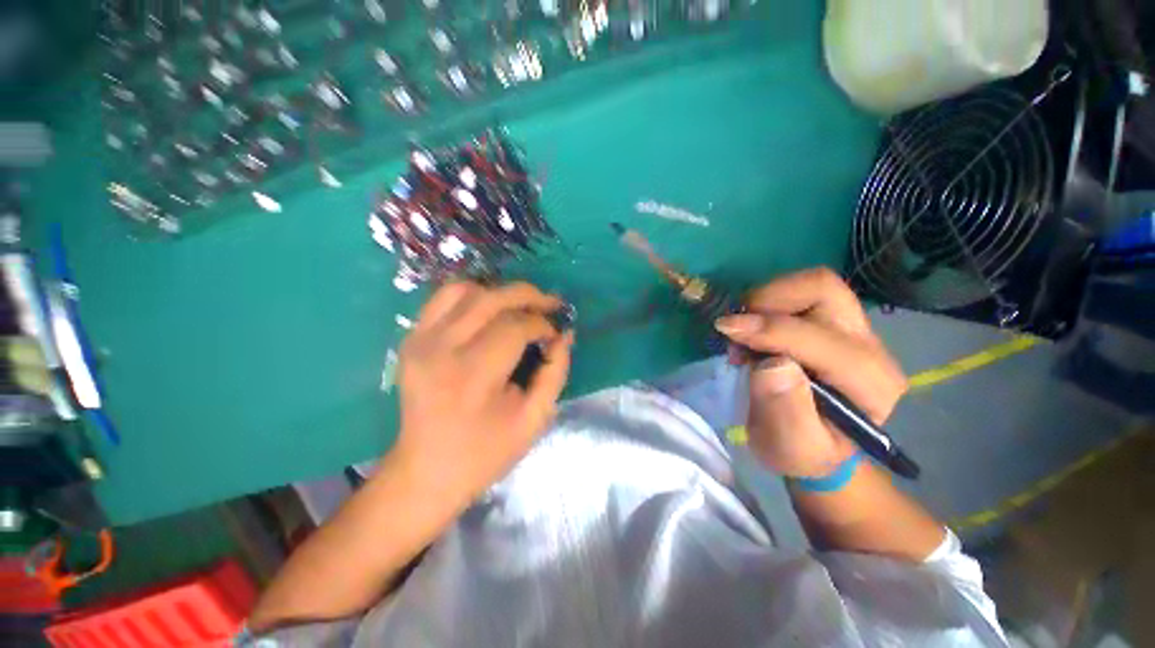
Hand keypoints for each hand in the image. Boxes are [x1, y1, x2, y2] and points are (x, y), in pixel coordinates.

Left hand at [392, 281, 572, 506]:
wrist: (425, 471)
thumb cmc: (485, 452)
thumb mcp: (534, 419)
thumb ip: (555, 372)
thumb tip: (565, 335)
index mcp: (473, 376)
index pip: (516, 328)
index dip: (543, 326)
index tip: (555, 336)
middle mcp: (442, 350)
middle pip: (492, 300)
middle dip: (529, 296)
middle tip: (550, 304)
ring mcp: (420, 341)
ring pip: (466, 291)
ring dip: (501, 293)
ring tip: (522, 307)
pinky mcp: (411, 339)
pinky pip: (443, 298)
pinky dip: (472, 294)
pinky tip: (489, 309)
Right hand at [715, 268, 906, 477]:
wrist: (815, 444)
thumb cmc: (802, 451)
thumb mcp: (790, 447)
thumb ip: (785, 411)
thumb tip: (772, 364)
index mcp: (868, 383)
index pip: (818, 338)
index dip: (768, 330)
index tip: (725, 329)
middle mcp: (870, 347)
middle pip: (824, 290)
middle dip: (770, 299)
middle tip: (737, 325)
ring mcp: (854, 329)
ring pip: (813, 284)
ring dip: (766, 300)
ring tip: (743, 331)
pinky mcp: (834, 322)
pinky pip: (800, 292)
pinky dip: (767, 303)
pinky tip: (752, 330)